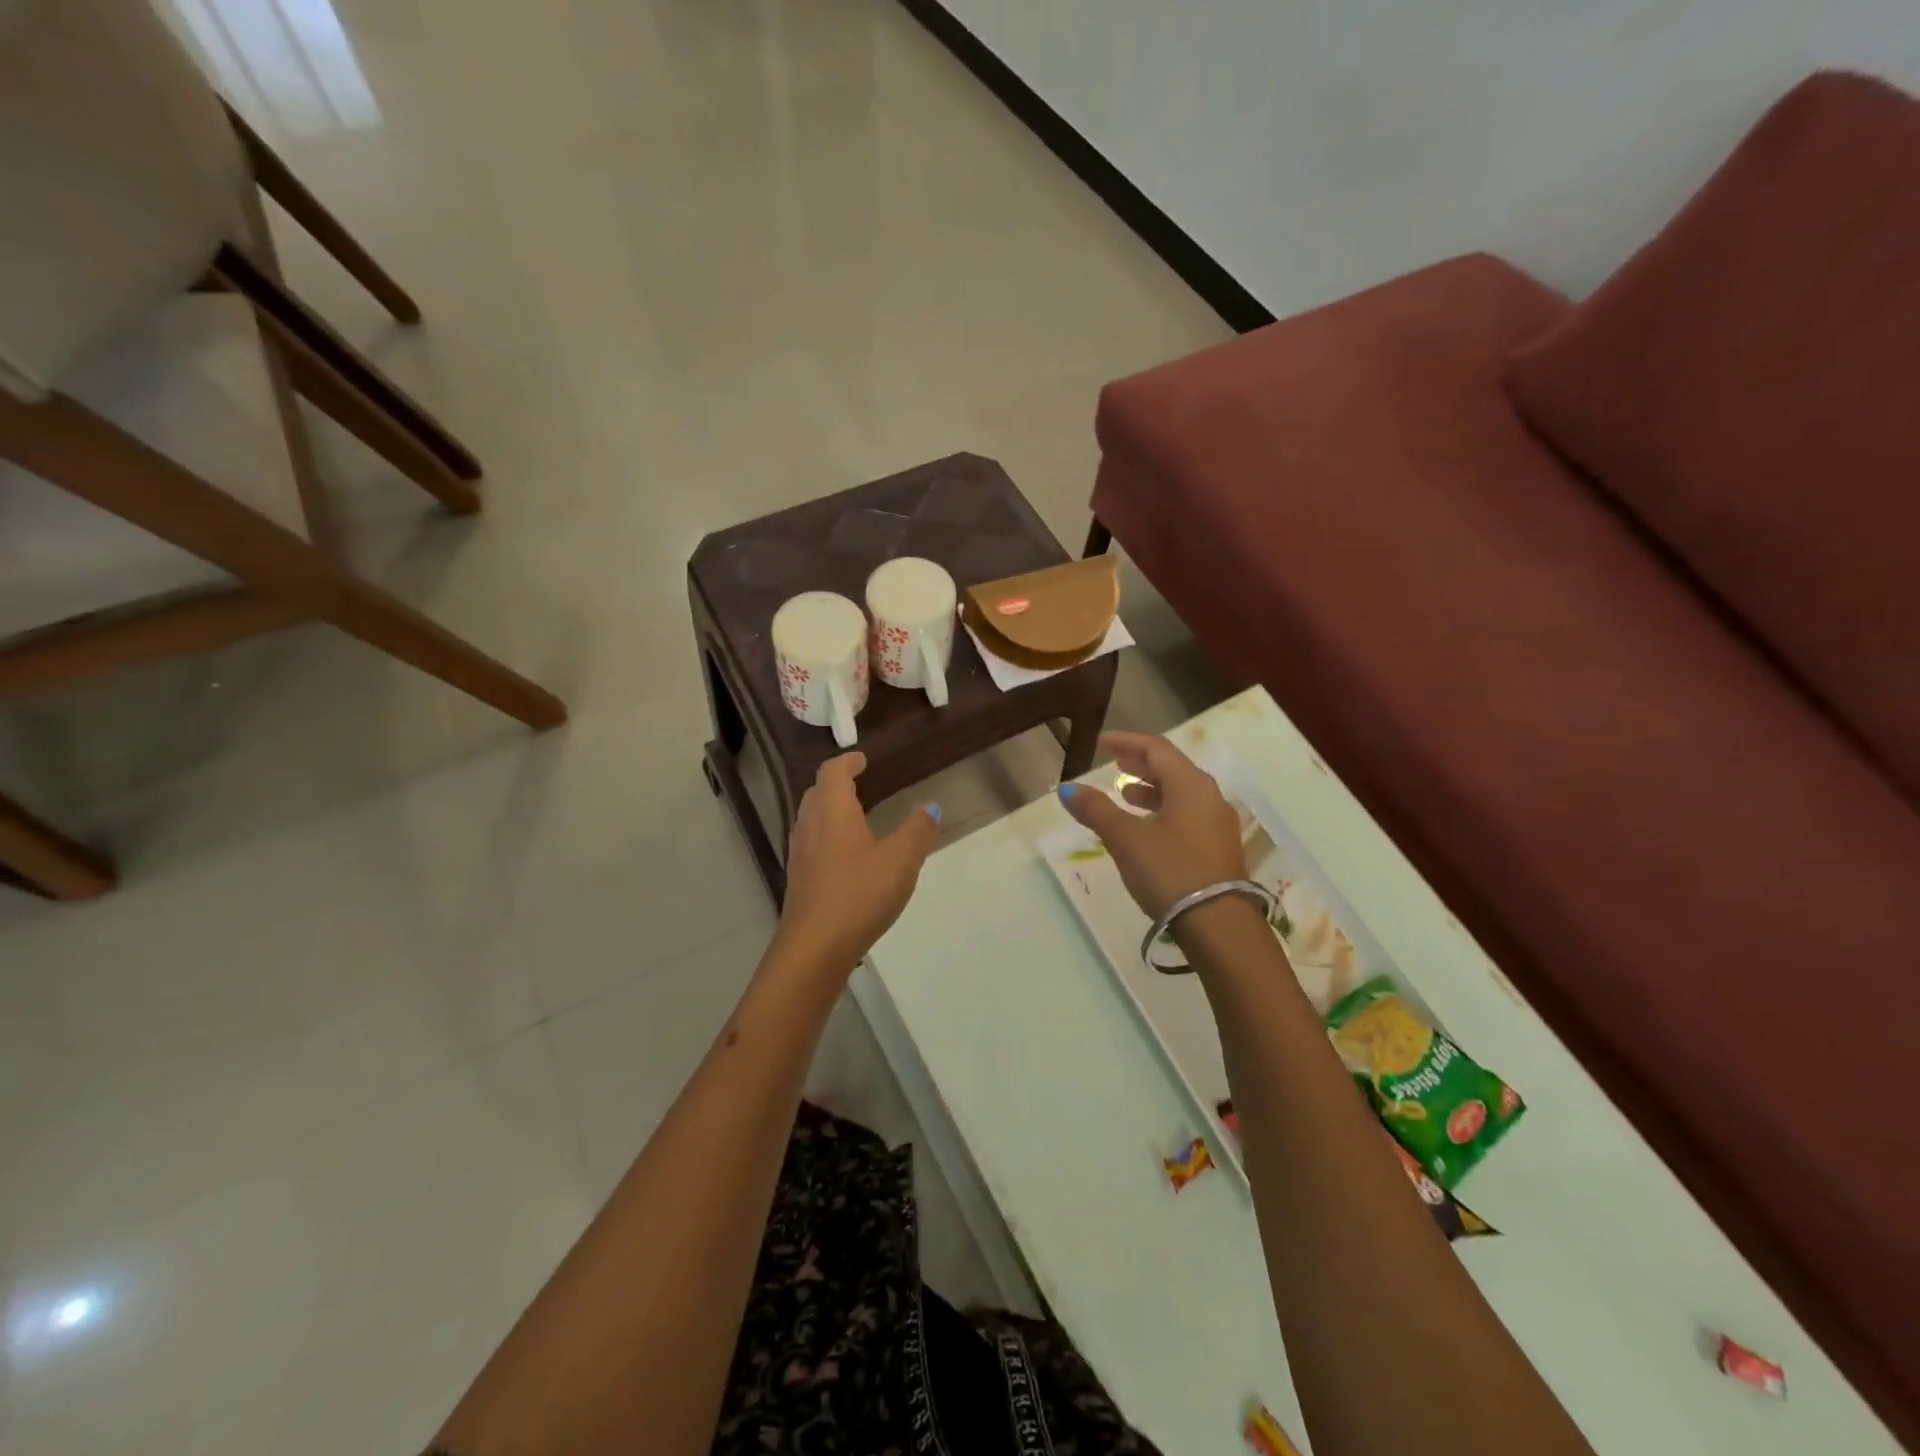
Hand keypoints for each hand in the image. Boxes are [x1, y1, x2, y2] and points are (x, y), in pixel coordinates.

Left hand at [775, 753, 940, 975]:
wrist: (814, 948)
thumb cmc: (859, 893)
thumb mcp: (901, 860)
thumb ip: (918, 831)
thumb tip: (930, 807)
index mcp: (832, 811)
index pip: (833, 773)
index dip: (847, 762)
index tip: (862, 759)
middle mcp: (810, 826)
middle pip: (816, 793)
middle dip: (835, 784)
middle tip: (858, 784)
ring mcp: (800, 856)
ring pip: (811, 820)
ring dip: (829, 811)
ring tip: (854, 818)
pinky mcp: (799, 882)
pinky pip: (811, 846)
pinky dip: (827, 837)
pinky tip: (846, 857)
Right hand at [1058, 732, 1246, 921]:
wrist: (1219, 926)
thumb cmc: (1171, 871)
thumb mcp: (1126, 839)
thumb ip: (1096, 810)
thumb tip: (1067, 789)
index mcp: (1191, 785)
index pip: (1157, 749)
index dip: (1127, 742)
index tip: (1101, 743)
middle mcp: (1210, 797)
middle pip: (1172, 768)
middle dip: (1141, 764)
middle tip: (1114, 762)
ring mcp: (1218, 825)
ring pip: (1181, 794)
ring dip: (1152, 789)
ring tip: (1126, 793)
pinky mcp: (1219, 849)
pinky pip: (1188, 816)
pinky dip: (1163, 810)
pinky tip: (1146, 828)